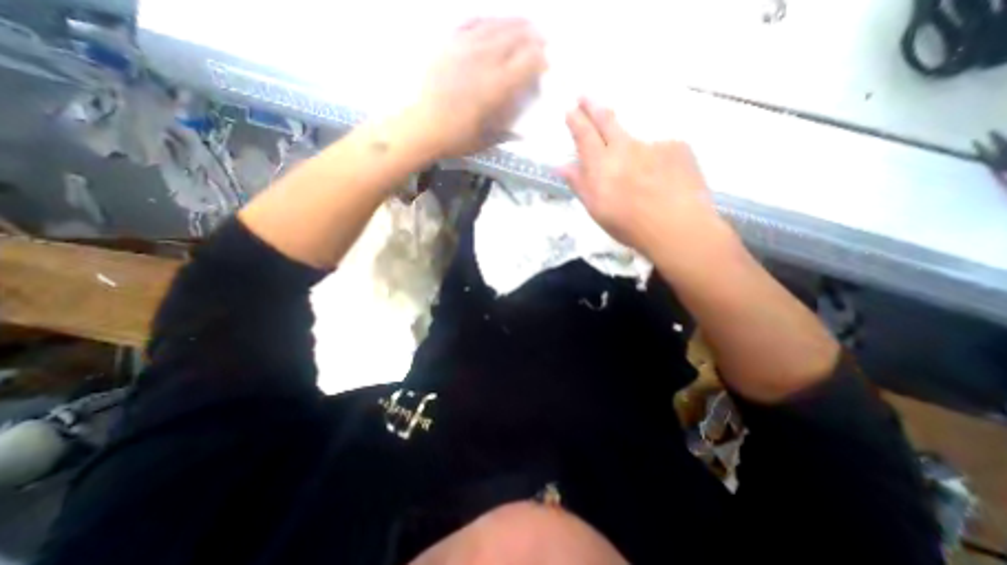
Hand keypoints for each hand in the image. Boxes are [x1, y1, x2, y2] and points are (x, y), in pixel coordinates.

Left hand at [401, 17, 548, 157]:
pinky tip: (495, 22)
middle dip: (534, 37)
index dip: (541, 60)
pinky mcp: (448, 43)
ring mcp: (464, 47)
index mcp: (495, 87)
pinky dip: (488, 20)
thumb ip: (508, 129)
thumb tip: (524, 127)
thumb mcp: (487, 140)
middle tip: (544, 39)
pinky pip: (472, 22)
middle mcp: (483, 60)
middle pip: (515, 37)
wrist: (420, 127)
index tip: (547, 64)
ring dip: (515, 23)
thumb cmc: (455, 138)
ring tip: (526, 24)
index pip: (527, 62)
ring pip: (496, 25)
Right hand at [560, 98, 723, 255]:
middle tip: (585, 95)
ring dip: (628, 144)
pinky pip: (660, 148)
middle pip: (607, 120)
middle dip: (593, 106)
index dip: (576, 121)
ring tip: (635, 172)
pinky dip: (656, 160)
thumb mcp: (596, 210)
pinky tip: (662, 180)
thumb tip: (561, 166)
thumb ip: (579, 184)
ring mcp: (653, 144)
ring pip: (635, 137)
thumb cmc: (629, 225)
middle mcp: (625, 147)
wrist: (677, 227)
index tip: (570, 109)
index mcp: (602, 165)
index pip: (584, 135)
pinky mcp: (677, 146)